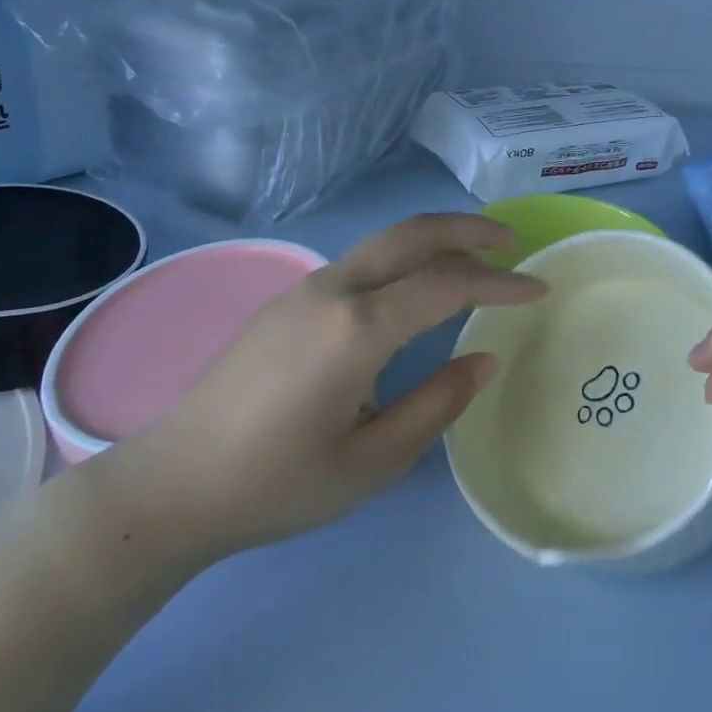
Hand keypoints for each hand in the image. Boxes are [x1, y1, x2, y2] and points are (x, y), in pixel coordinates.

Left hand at [73, 214, 543, 581]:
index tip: (538, 289)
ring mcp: (306, 287)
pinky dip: (405, 256)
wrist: (173, 483)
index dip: (499, 283)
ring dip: (436, 239)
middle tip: (512, 241)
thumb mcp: (371, 462)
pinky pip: (363, 260)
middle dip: (469, 228)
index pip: (447, 284)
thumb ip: (437, 405)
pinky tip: (417, 286)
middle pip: (413, 233)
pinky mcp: (290, 298)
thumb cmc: (276, 482)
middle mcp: (334, 289)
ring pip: (386, 241)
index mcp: (357, 328)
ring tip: (476, 258)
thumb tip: (485, 358)